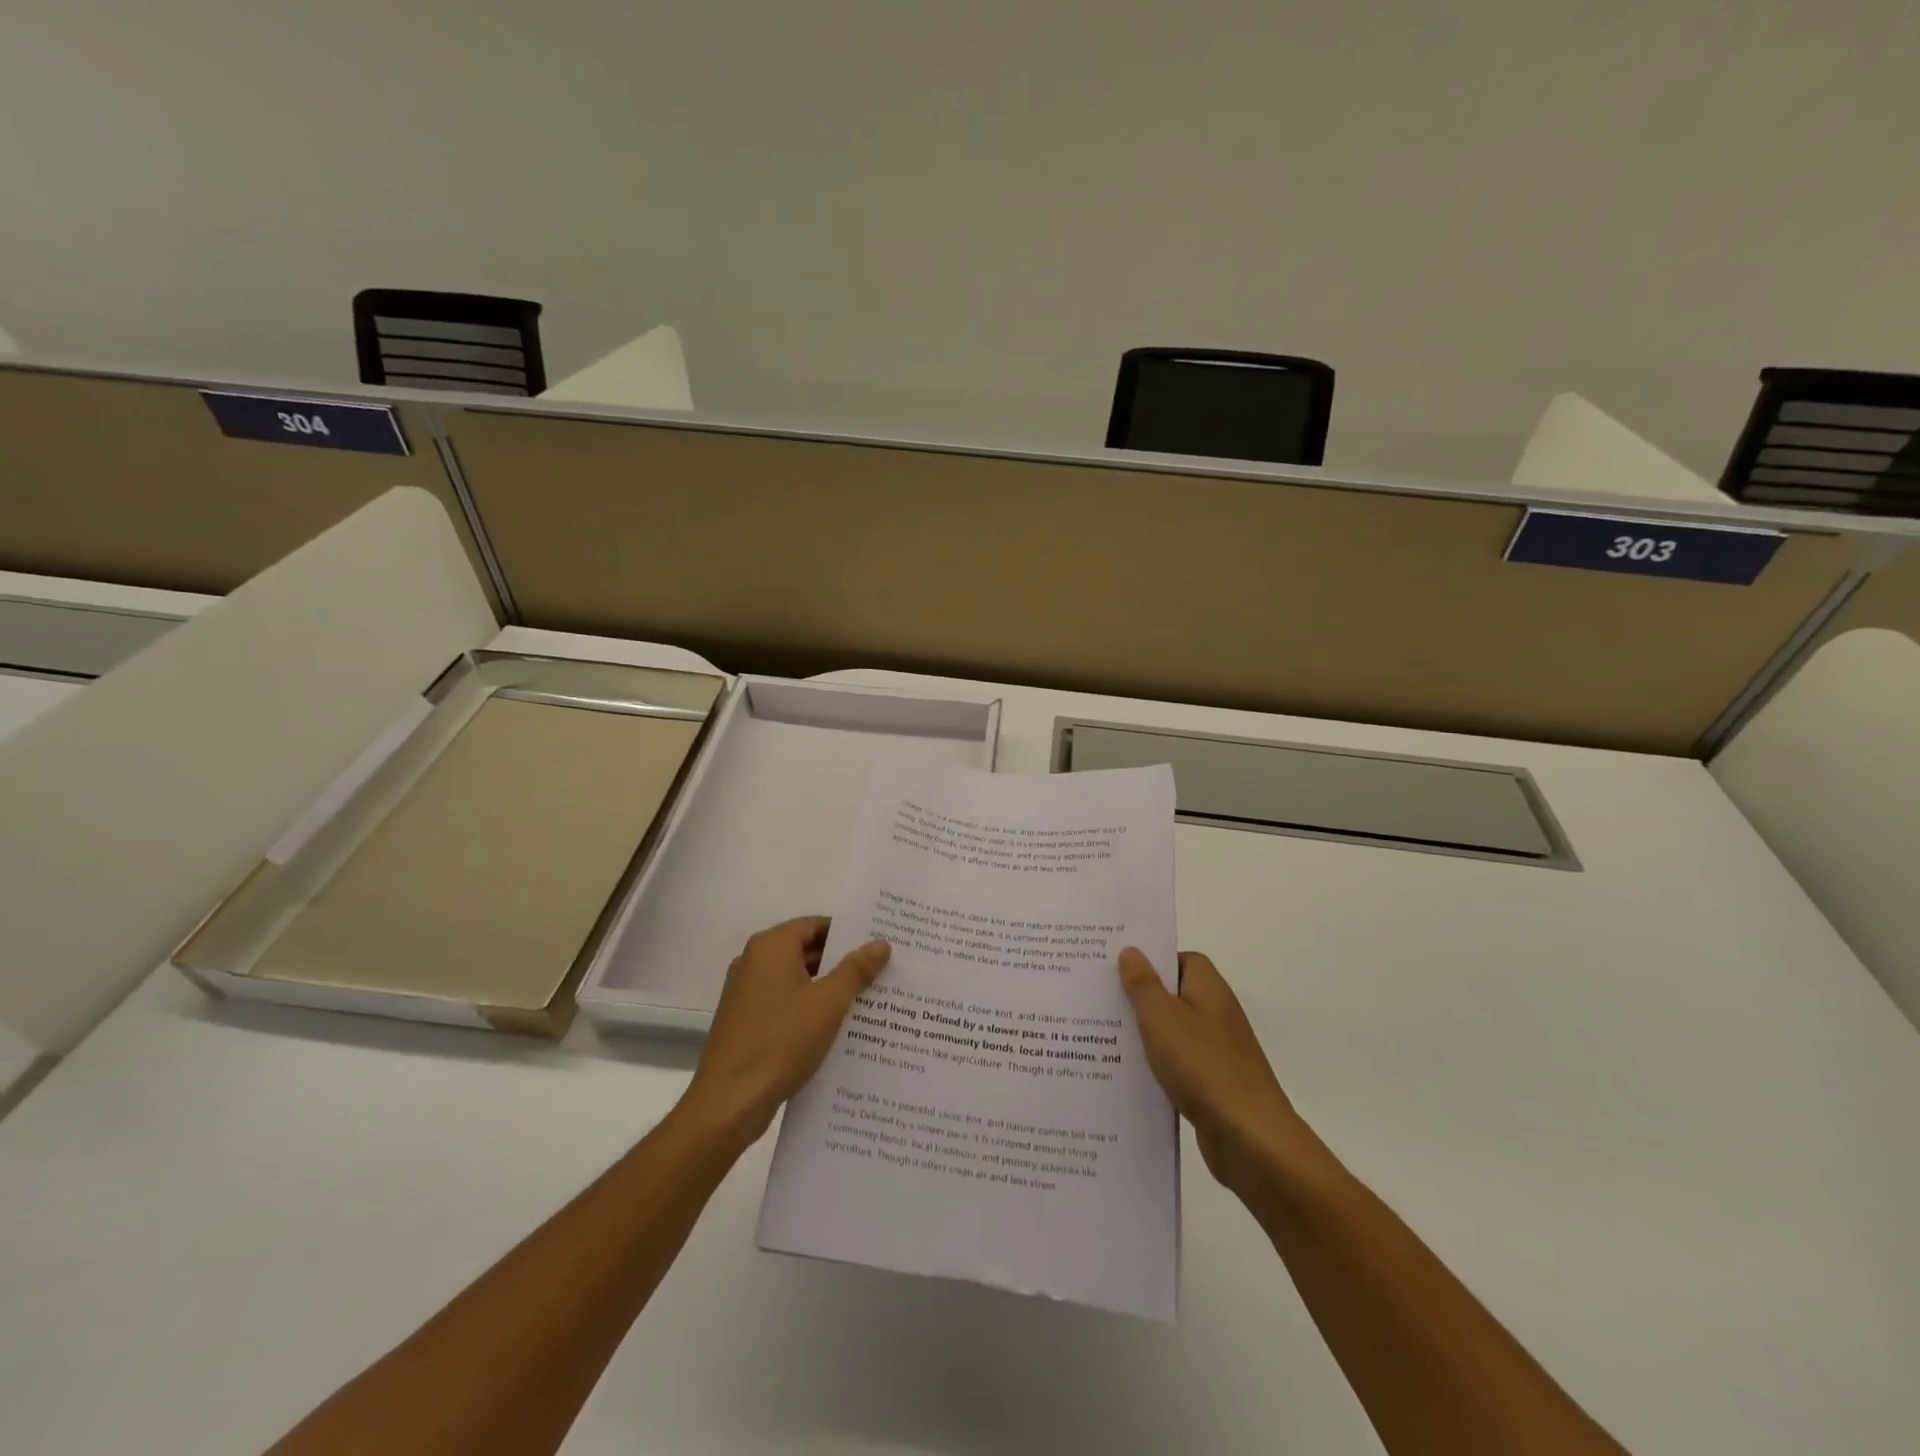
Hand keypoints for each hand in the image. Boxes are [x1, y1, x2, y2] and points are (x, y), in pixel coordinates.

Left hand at [680, 916, 890, 1150]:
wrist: (728, 1104)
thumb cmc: (780, 1042)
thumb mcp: (828, 1003)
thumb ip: (856, 970)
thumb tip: (881, 943)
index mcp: (771, 947)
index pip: (817, 925)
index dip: (849, 933)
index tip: (879, 944)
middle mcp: (754, 962)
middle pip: (806, 950)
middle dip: (843, 962)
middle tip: (882, 971)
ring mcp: (747, 993)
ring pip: (797, 980)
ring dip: (829, 988)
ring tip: (869, 999)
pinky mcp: (746, 1022)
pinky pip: (786, 1004)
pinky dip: (810, 1009)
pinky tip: (838, 1028)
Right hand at [1117, 948, 1302, 1196]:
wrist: (1250, 1139)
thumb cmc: (1203, 1066)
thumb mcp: (1162, 1018)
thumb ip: (1143, 984)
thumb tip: (1131, 950)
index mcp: (1208, 988)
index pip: (1178, 959)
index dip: (1148, 960)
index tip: (1112, 966)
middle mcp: (1215, 1013)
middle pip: (1172, 994)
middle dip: (1137, 997)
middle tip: (1095, 998)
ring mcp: (1216, 1051)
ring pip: (1171, 1032)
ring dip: (1142, 1034)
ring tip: (1098, 1035)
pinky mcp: (1211, 1084)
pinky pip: (1175, 1064)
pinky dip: (1153, 1066)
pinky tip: (1124, 1075)